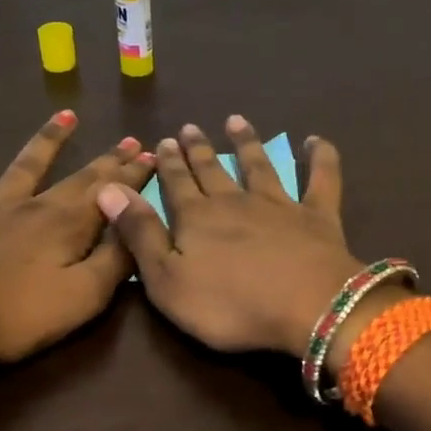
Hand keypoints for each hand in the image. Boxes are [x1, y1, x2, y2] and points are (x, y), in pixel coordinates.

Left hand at [0, 112, 154, 369]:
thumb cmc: (13, 316)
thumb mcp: (81, 299)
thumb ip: (114, 264)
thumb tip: (137, 231)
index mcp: (67, 227)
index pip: (110, 194)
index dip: (134, 176)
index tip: (154, 155)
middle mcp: (33, 206)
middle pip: (78, 177)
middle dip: (109, 160)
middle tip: (131, 140)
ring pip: (25, 164)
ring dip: (47, 140)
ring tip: (67, 117)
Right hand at [94, 116, 366, 357]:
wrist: (307, 308)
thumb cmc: (229, 305)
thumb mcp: (167, 280)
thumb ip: (139, 234)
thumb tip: (108, 188)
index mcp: (196, 218)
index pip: (176, 185)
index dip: (168, 164)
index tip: (163, 141)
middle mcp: (235, 202)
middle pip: (213, 171)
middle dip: (199, 150)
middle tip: (190, 128)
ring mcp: (279, 205)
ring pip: (259, 166)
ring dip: (247, 143)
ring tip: (236, 121)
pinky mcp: (318, 216)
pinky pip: (321, 179)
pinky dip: (320, 158)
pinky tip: (315, 140)